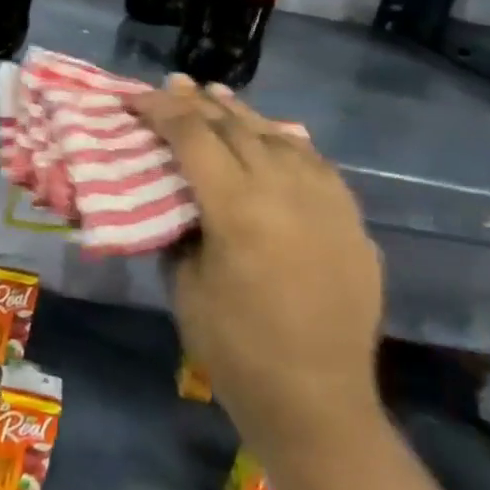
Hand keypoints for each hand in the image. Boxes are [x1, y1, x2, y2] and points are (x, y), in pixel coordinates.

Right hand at [134, 78, 383, 470]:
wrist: (317, 404)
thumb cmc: (233, 349)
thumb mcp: (183, 282)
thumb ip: (179, 226)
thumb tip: (176, 196)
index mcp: (238, 208)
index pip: (193, 136)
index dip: (160, 110)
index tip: (135, 98)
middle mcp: (287, 193)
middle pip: (238, 127)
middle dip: (199, 102)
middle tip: (172, 85)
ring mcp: (328, 206)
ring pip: (282, 138)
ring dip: (244, 115)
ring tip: (218, 96)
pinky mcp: (353, 225)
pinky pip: (317, 166)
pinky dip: (287, 143)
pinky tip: (274, 138)